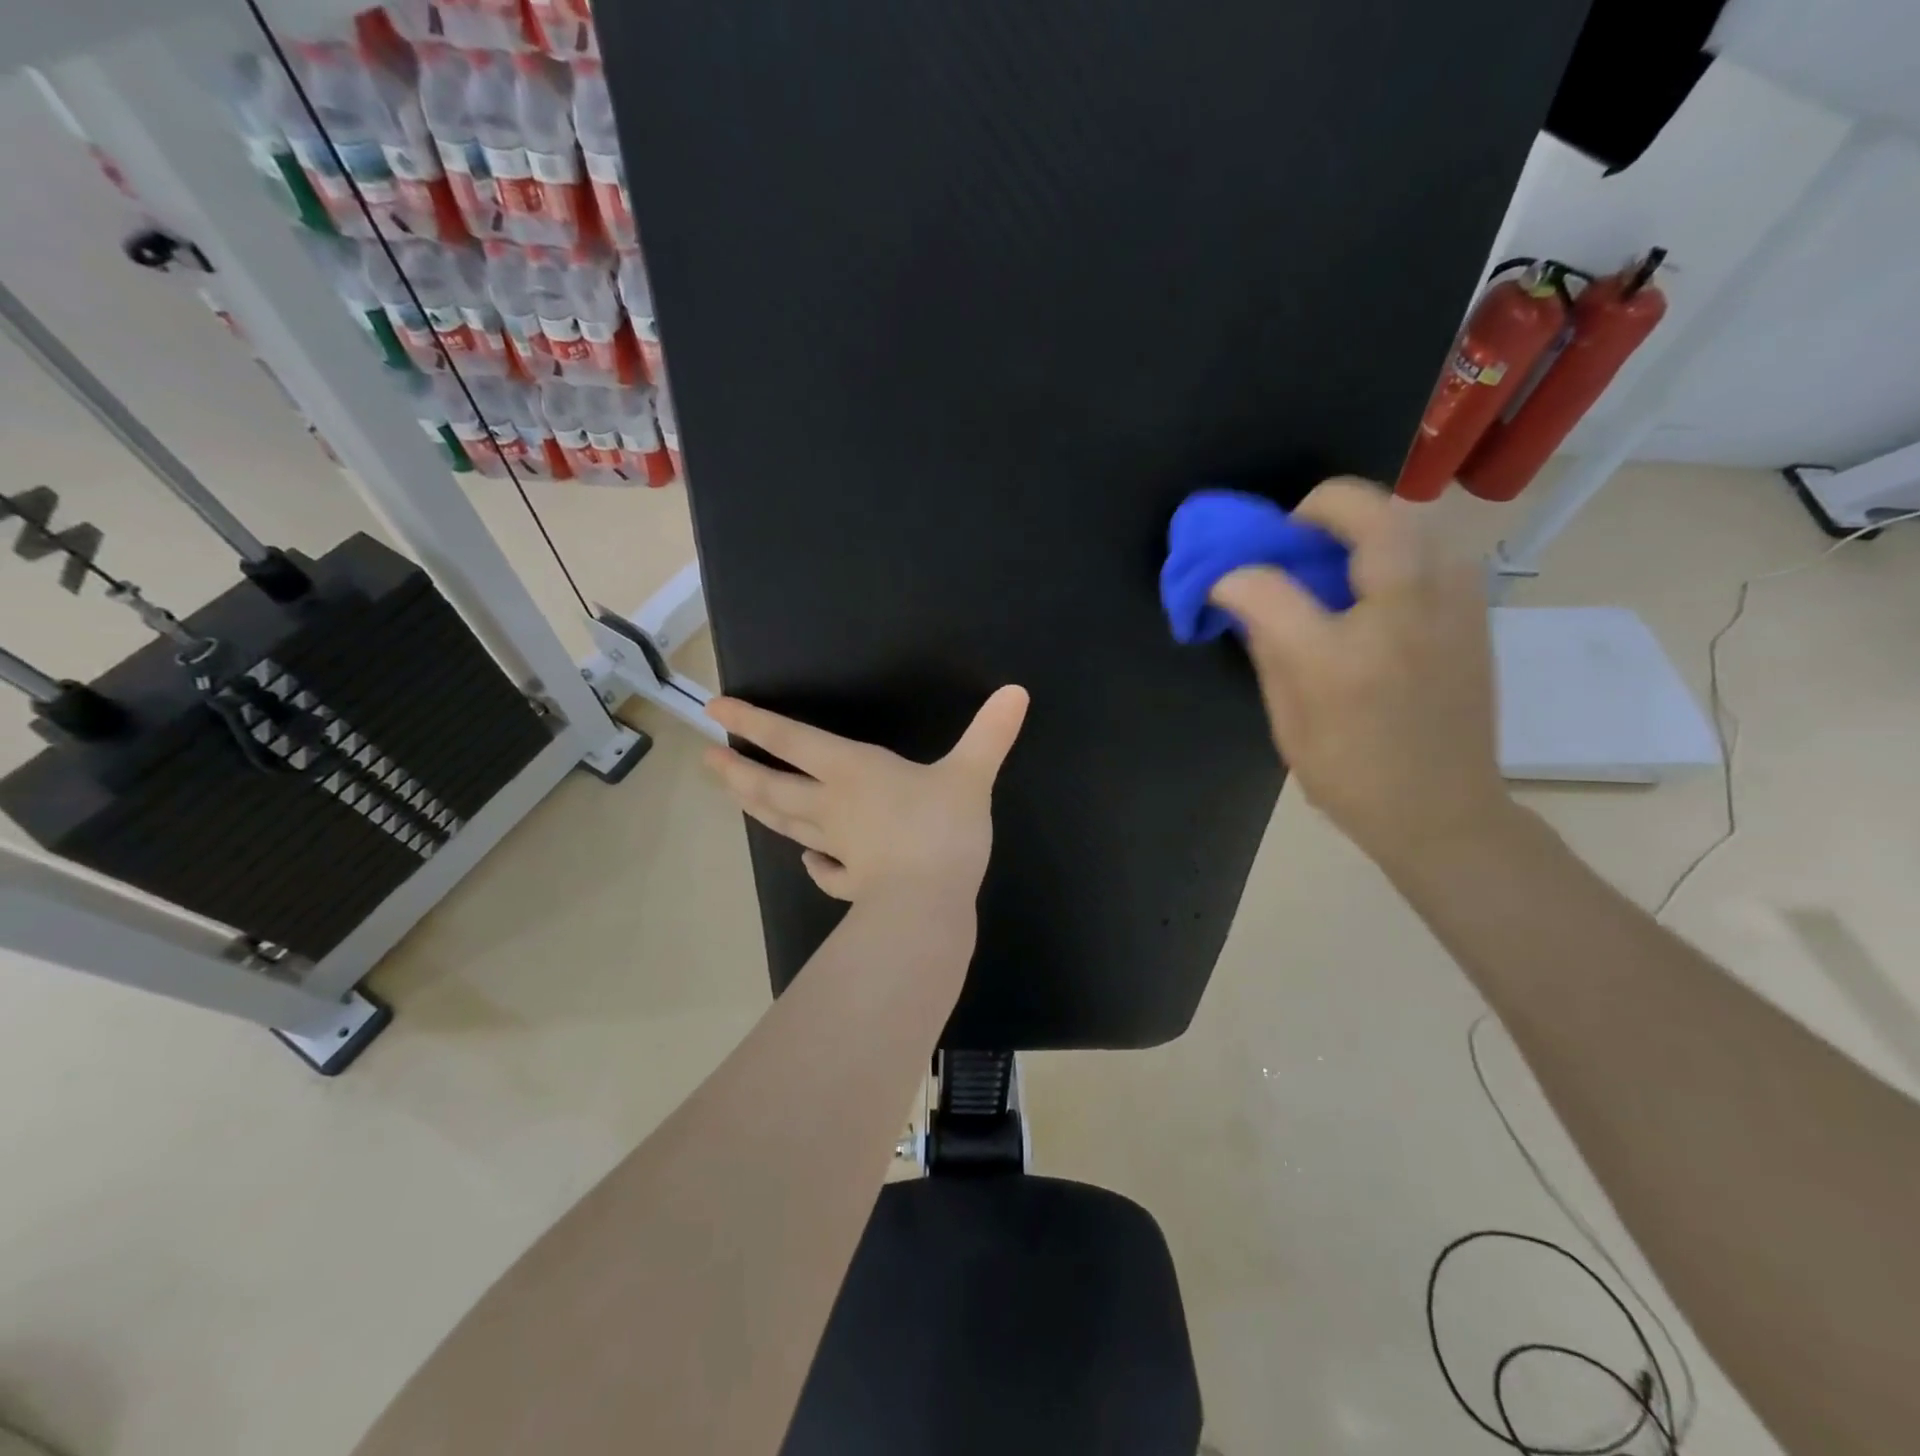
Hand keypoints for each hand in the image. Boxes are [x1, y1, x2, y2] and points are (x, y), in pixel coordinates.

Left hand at [704, 686, 1029, 902]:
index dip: (753, 723)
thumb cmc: (941, 830)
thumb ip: (990, 734)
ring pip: (789, 824)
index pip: (792, 740)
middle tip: (707, 760)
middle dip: (738, 772)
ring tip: (734, 796)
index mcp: (851, 772)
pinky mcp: (854, 885)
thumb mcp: (971, 775)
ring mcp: (839, 849)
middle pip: (773, 787)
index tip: (715, 711)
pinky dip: (815, 865)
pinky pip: (827, 873)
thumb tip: (1017, 691)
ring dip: (758, 809)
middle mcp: (834, 807)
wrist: (928, 906)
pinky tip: (810, 862)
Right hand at [1210, 477, 1511, 870]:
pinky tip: (1380, 577)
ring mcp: (1450, 611)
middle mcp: (1400, 621)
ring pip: (1418, 519)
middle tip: (1294, 532)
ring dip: (1369, 519)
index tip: (1223, 585)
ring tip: (1339, 550)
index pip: (1271, 588)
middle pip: (1370, 517)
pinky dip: (1403, 542)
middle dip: (1321, 505)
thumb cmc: (1350, 777)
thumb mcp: (1287, 725)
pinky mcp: (1475, 614)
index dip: (1236, 578)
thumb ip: (1268, 651)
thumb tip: (1247, 601)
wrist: (1443, 811)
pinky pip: (1441, 546)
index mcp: (1338, 662)